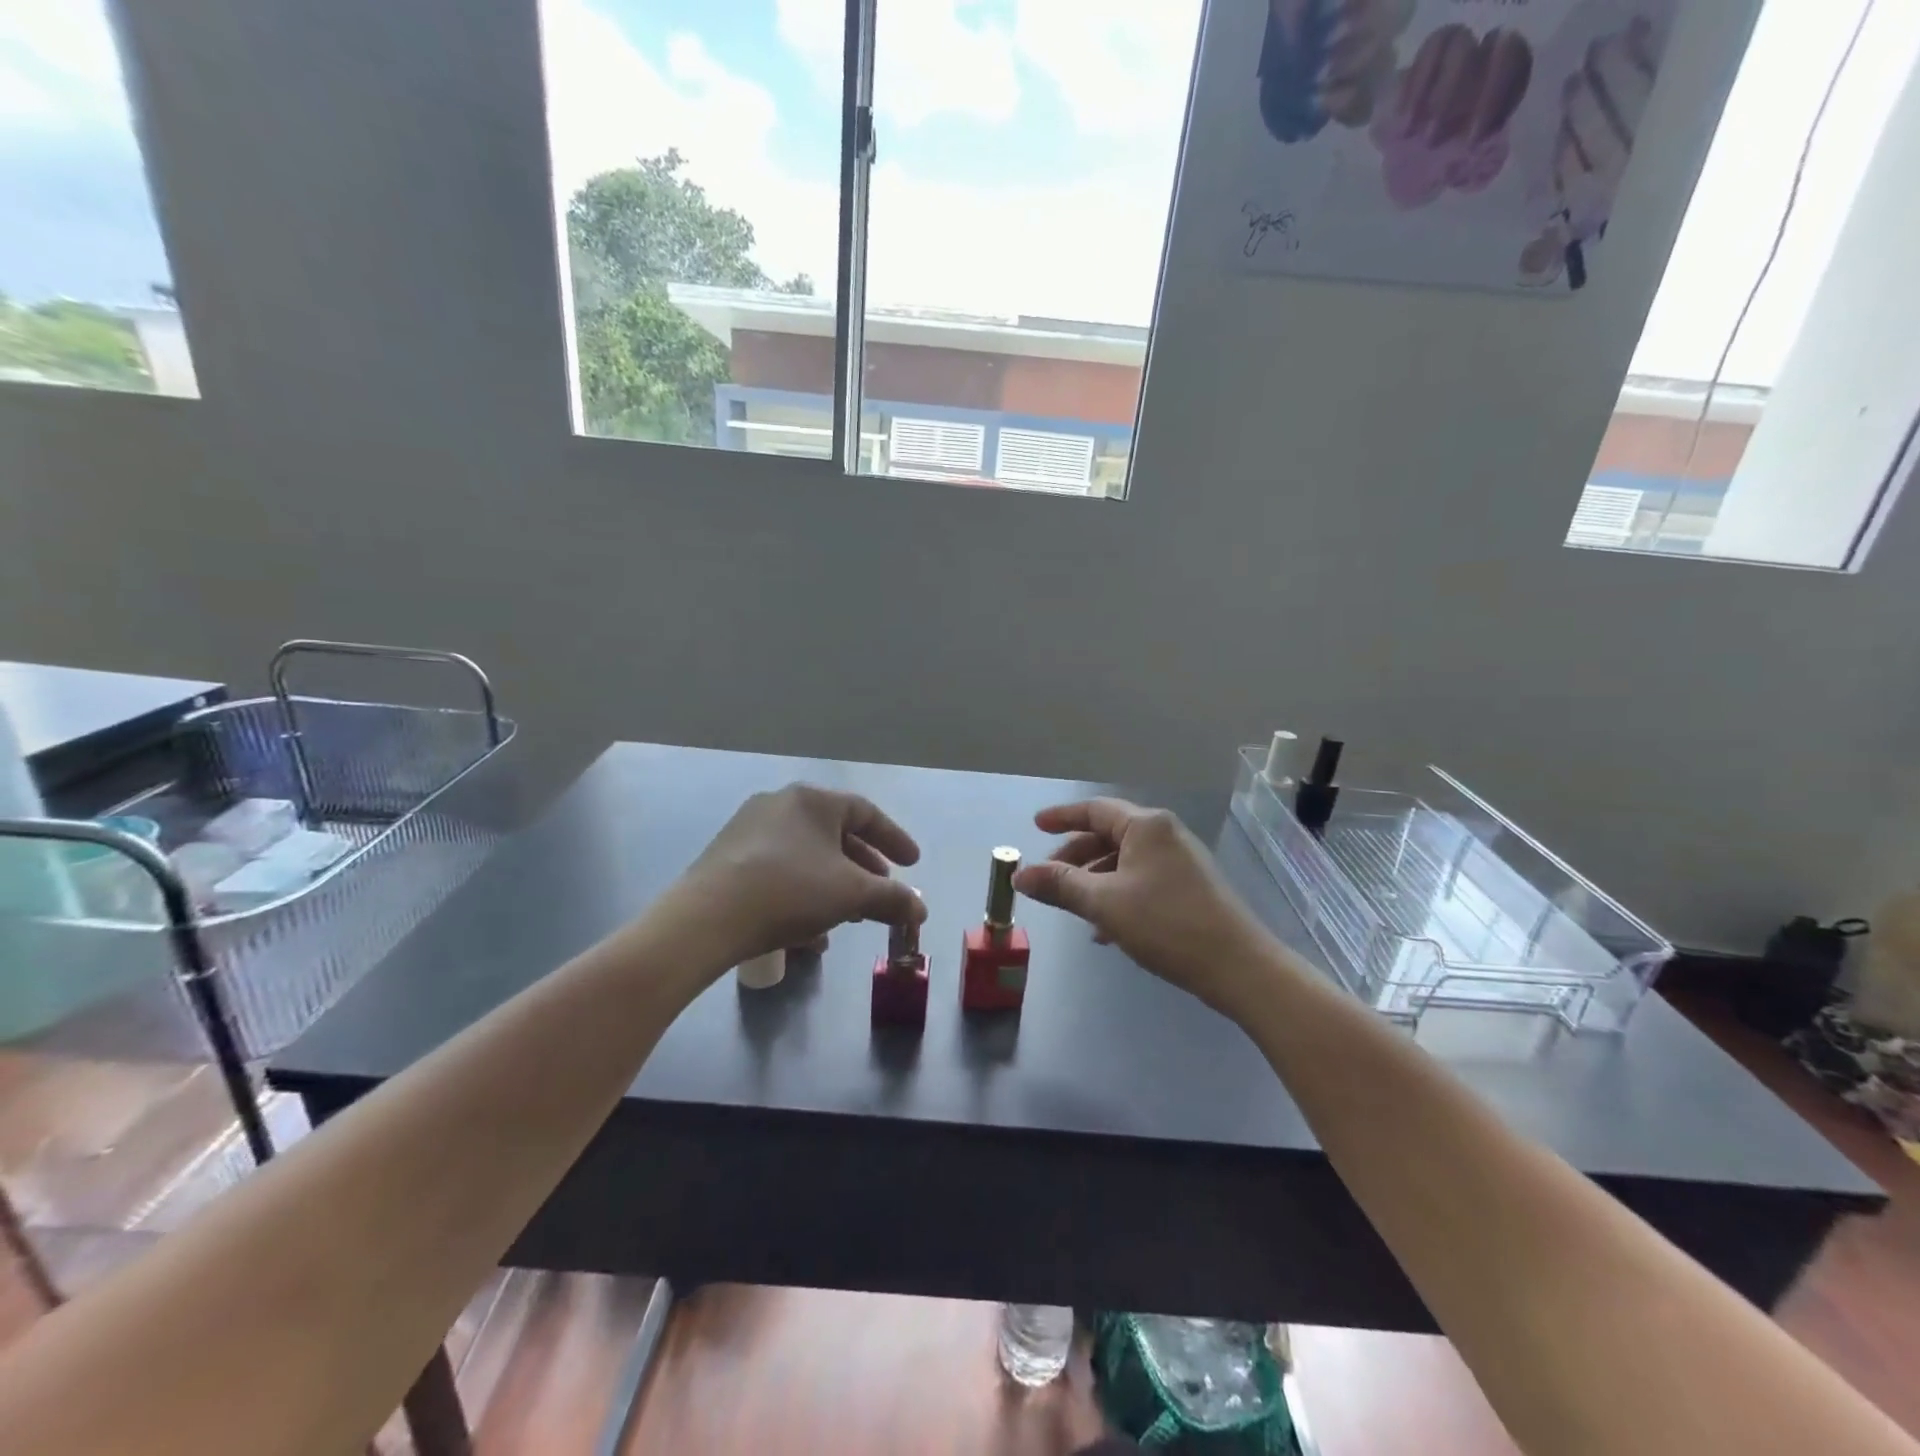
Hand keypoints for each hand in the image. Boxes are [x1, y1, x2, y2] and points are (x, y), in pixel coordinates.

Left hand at [678, 784, 924, 964]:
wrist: (706, 919)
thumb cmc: (790, 891)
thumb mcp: (852, 894)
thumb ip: (892, 899)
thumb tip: (920, 911)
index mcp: (812, 800)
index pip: (866, 813)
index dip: (894, 839)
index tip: (912, 864)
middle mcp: (780, 805)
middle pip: (835, 835)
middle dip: (863, 869)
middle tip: (881, 892)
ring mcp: (749, 830)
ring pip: (807, 857)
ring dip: (833, 886)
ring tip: (848, 918)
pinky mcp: (727, 859)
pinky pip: (779, 871)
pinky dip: (802, 895)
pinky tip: (808, 934)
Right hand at [1013, 799, 1269, 1015]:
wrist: (1238, 966)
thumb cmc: (1166, 924)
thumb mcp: (1104, 903)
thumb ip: (1060, 885)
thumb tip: (1020, 876)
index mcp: (1145, 826)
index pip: (1094, 810)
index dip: (1062, 817)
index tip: (1036, 826)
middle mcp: (1164, 834)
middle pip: (1108, 835)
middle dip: (1074, 856)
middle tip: (1048, 877)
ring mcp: (1181, 861)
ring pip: (1124, 862)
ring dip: (1094, 881)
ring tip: (1073, 909)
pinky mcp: (1190, 888)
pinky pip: (1141, 881)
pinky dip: (1117, 896)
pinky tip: (1105, 930)